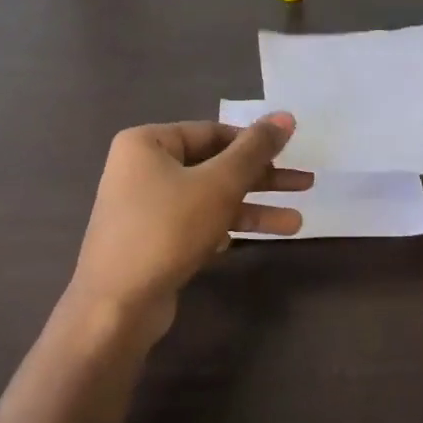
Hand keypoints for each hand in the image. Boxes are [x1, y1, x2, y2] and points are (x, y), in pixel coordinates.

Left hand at [69, 114, 309, 339]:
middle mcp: (142, 169)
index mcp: (147, 143)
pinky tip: (253, 241)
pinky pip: (196, 225)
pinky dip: (225, 229)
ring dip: (253, 210)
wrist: (117, 305)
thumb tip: (286, 116)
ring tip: (296, 223)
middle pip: (214, 166)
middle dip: (261, 179)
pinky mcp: (153, 242)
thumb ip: (255, 150)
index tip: (292, 153)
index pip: (213, 132)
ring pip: (210, 199)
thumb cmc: (167, 229)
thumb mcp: (219, 184)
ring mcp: (145, 208)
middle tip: (305, 184)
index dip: (255, 142)